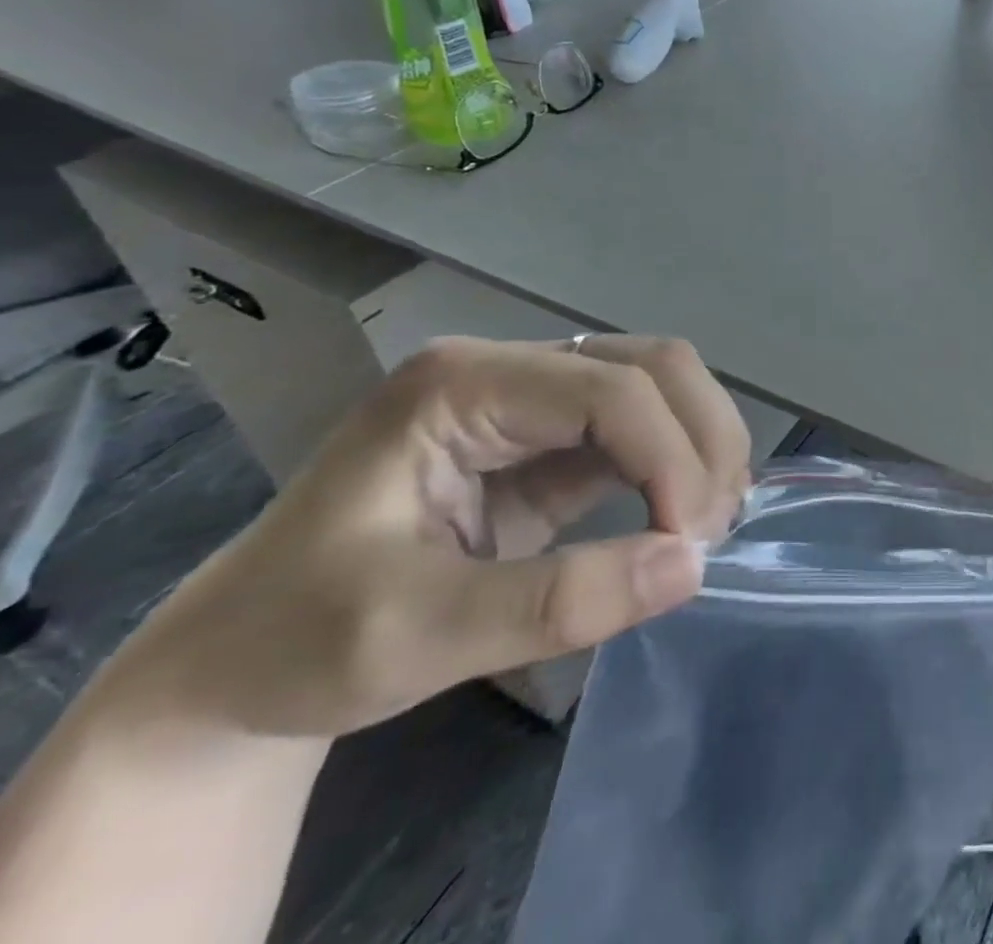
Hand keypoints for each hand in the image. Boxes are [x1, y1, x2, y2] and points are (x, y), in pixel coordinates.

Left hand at [111, 335, 748, 737]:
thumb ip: (556, 601)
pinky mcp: (554, 439)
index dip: (669, 457)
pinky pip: (646, 427)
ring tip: (712, 521)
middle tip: (715, 527)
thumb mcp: (411, 637)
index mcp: (462, 384)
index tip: (692, 544)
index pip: (610, 389)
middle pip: (653, 364)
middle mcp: (510, 369)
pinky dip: (683, 462)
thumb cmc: (296, 645)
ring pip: (662, 385)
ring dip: (703, 445)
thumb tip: (690, 565)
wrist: (234, 671)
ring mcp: (535, 399)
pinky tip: (693, 509)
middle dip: (702, 439)